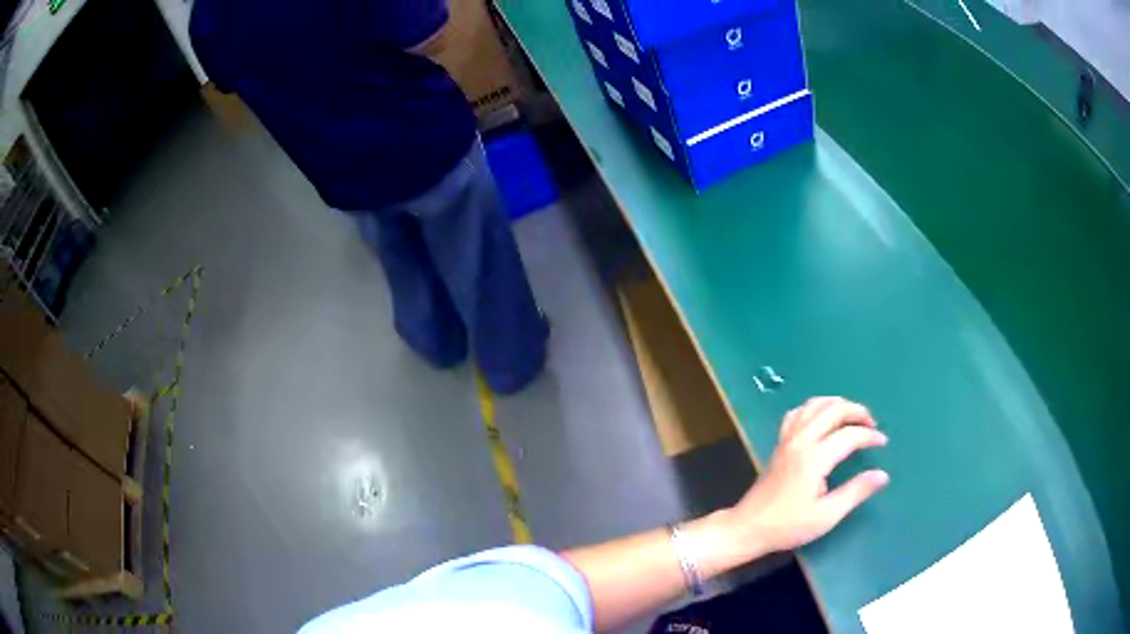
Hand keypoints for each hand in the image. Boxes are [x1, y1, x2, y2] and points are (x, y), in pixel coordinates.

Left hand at [722, 397, 888, 559]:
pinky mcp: (779, 444)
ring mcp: (787, 439)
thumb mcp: (827, 515)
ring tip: (852, 417)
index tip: (883, 443)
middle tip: (872, 424)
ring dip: (837, 404)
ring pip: (814, 405)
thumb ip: (856, 492)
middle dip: (857, 411)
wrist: (748, 528)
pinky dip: (815, 408)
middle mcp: (800, 441)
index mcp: (814, 458)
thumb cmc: (788, 526)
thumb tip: (882, 475)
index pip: (849, 435)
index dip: (870, 435)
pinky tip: (823, 419)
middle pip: (833, 409)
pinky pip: (798, 413)